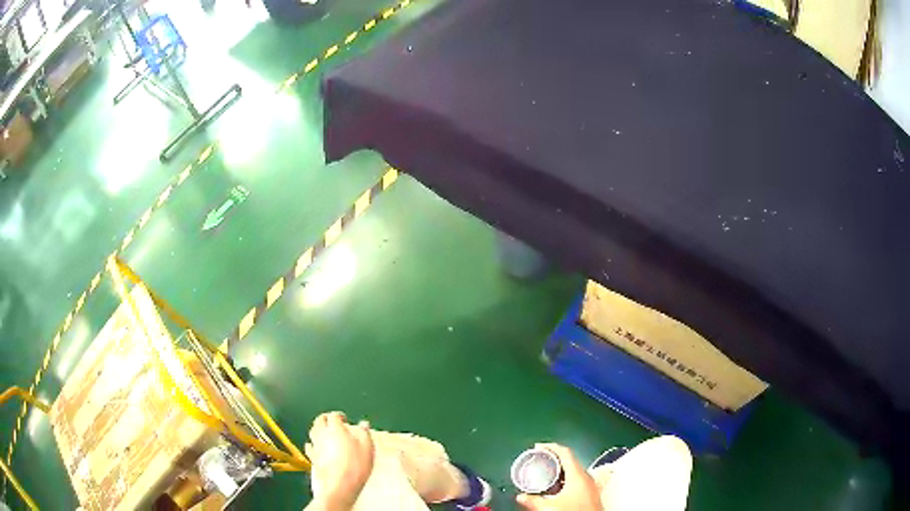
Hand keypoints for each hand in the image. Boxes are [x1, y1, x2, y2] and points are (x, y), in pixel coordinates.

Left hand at [305, 412, 374, 509]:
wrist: (340, 485)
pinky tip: (316, 447)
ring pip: (312, 431)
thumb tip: (364, 424)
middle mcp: (322, 434)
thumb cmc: (355, 466)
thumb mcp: (367, 448)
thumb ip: (364, 433)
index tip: (345, 419)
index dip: (339, 415)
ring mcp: (315, 446)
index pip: (334, 416)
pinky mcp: (312, 458)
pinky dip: (313, 443)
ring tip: (325, 432)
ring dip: (318, 429)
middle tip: (332, 421)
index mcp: (335, 429)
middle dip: (325, 419)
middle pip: (319, 420)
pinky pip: (309, 446)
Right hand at [516, 443, 601, 510]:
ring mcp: (590, 485)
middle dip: (554, 458)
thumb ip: (534, 500)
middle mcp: (587, 477)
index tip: (539, 446)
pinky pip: (577, 479)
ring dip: (560, 469)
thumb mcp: (550, 507)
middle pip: (570, 460)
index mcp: (578, 475)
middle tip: (540, 459)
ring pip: (574, 470)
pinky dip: (565, 478)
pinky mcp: (591, 492)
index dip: (551, 447)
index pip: (566, 452)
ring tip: (546, 472)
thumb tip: (521, 497)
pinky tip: (557, 487)